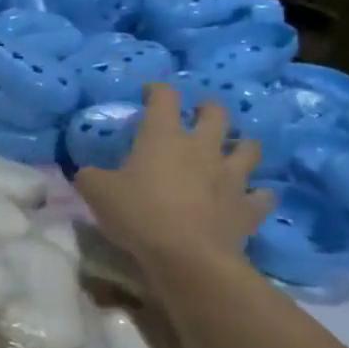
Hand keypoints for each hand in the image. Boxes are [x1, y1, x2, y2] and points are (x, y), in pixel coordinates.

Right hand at [76, 85, 271, 279]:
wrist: (187, 257)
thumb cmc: (139, 215)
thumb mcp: (96, 193)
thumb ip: (90, 177)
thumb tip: (86, 172)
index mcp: (163, 136)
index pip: (164, 97)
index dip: (157, 90)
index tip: (149, 93)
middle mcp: (202, 148)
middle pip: (216, 113)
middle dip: (207, 109)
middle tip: (198, 116)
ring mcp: (231, 176)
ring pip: (249, 148)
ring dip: (242, 145)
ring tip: (232, 151)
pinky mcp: (248, 207)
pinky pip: (262, 196)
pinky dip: (258, 194)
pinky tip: (252, 197)